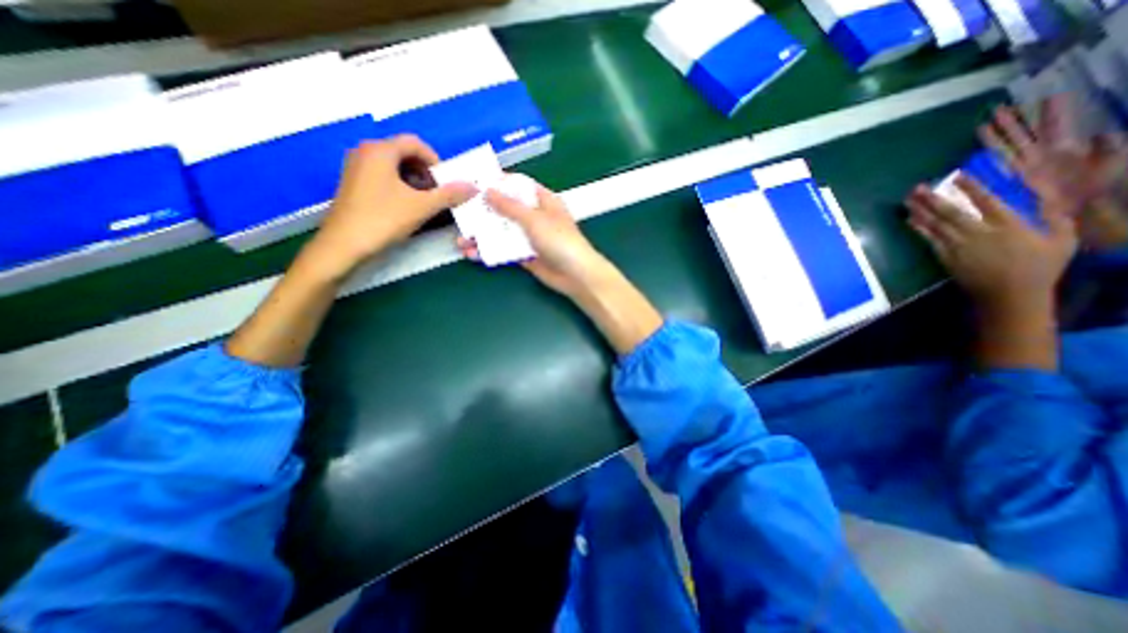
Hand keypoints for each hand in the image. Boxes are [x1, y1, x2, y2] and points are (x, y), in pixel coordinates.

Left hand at [305, 136, 473, 281]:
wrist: (344, 244)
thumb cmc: (383, 219)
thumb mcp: (422, 207)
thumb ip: (449, 195)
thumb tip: (473, 187)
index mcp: (380, 150)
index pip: (414, 143)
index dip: (435, 160)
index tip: (446, 182)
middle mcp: (365, 152)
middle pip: (403, 153)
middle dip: (425, 171)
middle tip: (437, 192)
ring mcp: (356, 168)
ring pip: (393, 166)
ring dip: (414, 180)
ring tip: (424, 201)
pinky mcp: (353, 183)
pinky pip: (382, 176)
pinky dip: (399, 186)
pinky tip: (406, 206)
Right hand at [457, 179, 614, 299]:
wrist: (575, 275)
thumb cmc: (560, 241)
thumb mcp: (534, 219)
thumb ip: (510, 207)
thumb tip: (487, 191)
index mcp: (543, 200)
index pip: (517, 185)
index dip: (497, 183)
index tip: (473, 182)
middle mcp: (535, 216)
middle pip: (506, 209)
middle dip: (483, 212)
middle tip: (459, 213)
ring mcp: (529, 237)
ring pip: (502, 232)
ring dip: (483, 235)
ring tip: (461, 240)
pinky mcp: (525, 255)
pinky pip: (505, 250)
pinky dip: (490, 251)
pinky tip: (473, 254)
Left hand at [905, 175, 1077, 315]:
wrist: (1008, 294)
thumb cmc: (1040, 268)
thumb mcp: (1061, 240)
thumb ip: (1055, 218)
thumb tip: (1048, 199)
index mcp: (1010, 225)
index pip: (987, 201)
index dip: (970, 188)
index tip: (956, 177)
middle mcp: (979, 233)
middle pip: (951, 212)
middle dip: (932, 199)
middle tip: (916, 188)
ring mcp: (959, 245)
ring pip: (935, 225)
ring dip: (920, 212)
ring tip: (907, 201)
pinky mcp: (945, 257)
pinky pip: (929, 239)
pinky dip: (919, 229)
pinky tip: (910, 220)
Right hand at [980, 100, 1127, 248]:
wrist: (1083, 217)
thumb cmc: (1099, 192)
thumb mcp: (1112, 167)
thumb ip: (1109, 150)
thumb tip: (1100, 134)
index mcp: (1065, 151)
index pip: (1056, 128)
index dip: (1052, 113)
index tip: (1050, 97)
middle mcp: (1040, 159)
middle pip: (1023, 137)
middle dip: (1013, 122)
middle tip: (1000, 109)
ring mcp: (1023, 171)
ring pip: (1004, 150)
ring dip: (995, 138)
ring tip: (983, 125)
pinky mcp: (1010, 184)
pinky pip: (993, 171)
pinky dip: (982, 164)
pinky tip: (969, 158)